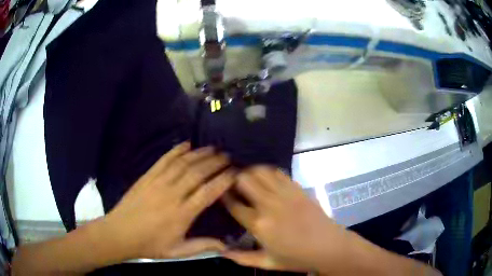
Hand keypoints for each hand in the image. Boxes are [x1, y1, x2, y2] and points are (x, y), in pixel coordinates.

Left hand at [103, 142, 234, 259]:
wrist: (120, 233)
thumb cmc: (150, 244)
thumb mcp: (178, 251)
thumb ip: (203, 246)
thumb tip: (226, 246)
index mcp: (182, 214)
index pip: (208, 192)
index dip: (223, 180)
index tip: (235, 172)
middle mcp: (172, 194)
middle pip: (197, 173)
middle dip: (215, 162)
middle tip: (227, 156)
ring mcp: (158, 183)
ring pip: (182, 164)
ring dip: (199, 154)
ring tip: (212, 148)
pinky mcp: (147, 177)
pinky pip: (163, 160)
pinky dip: (176, 150)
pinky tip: (186, 144)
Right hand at [222, 166, 345, 271]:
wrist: (328, 246)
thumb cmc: (296, 258)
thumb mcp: (267, 263)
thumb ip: (241, 258)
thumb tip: (221, 252)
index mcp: (259, 224)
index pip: (233, 204)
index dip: (223, 196)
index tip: (220, 194)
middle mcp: (269, 204)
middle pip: (244, 180)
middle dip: (233, 180)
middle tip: (231, 184)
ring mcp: (285, 194)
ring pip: (260, 171)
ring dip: (250, 172)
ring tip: (246, 178)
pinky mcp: (297, 188)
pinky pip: (278, 172)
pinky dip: (267, 171)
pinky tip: (265, 178)